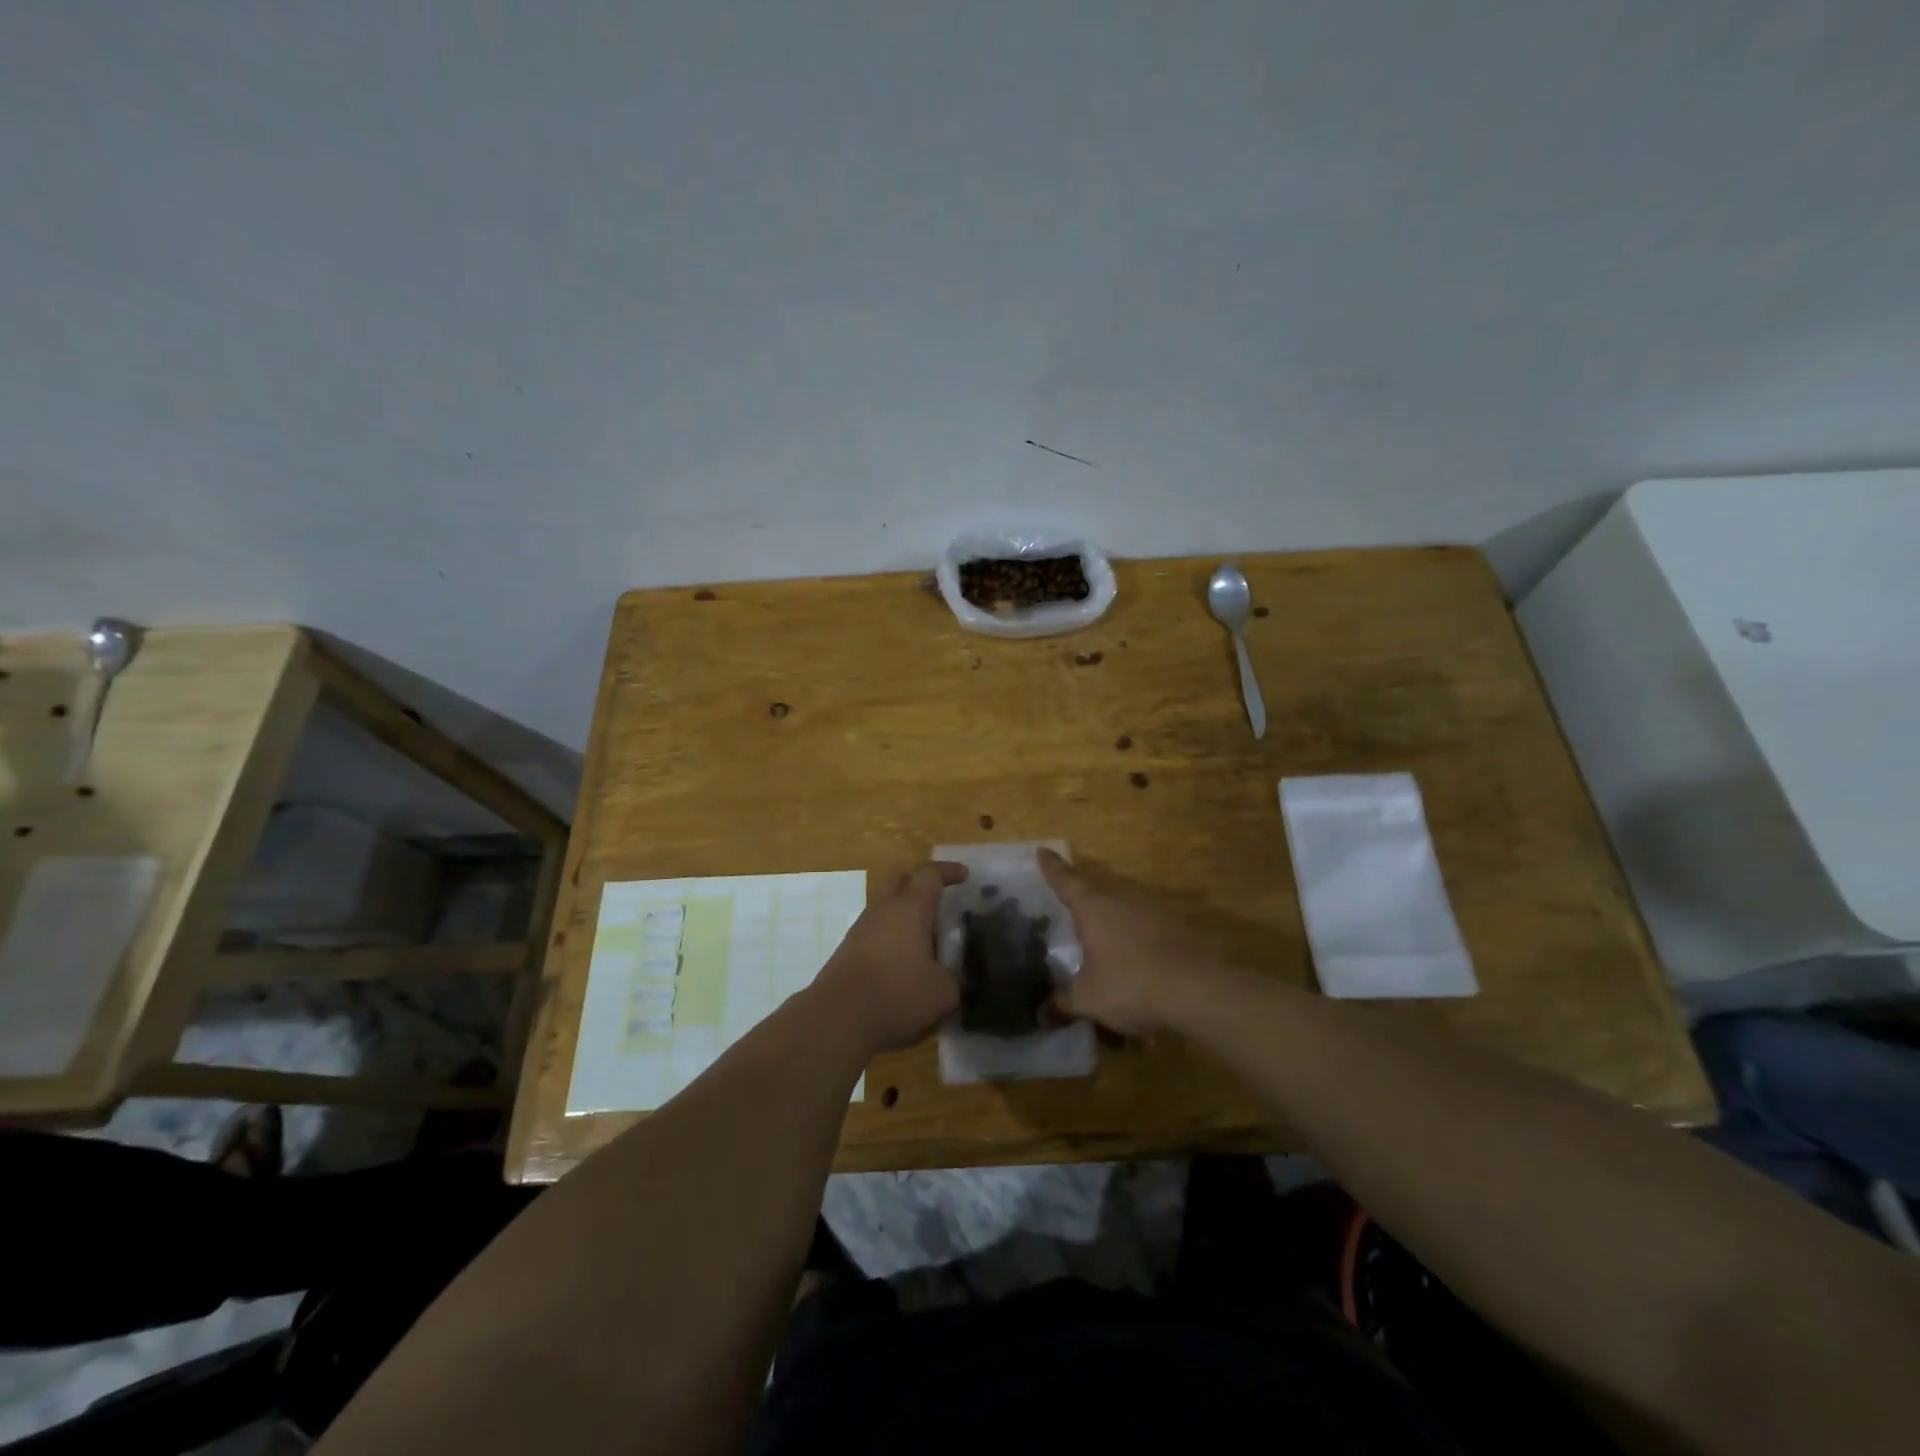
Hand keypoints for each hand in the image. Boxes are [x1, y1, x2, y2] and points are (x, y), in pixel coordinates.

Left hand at [812, 862, 965, 1053]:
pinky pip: (874, 931)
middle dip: (920, 885)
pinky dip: (891, 937)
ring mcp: (860, 929)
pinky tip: (902, 962)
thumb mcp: (943, 993)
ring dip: (904, 915)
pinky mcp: (847, 951)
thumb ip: (956, 979)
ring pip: (885, 907)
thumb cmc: (897, 995)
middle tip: (940, 901)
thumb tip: (956, 977)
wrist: (837, 1019)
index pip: (929, 875)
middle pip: (900, 881)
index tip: (964, 875)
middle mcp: (883, 910)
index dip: (948, 871)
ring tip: (925, 939)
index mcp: (910, 908)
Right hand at [1041, 849, 1214, 1034]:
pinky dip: (1140, 942)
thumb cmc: (1131, 985)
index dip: (1052, 867)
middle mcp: (1123, 898)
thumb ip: (1063, 1004)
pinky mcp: (1179, 927)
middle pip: (1098, 890)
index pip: (1066, 880)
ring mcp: (1155, 909)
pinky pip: (1149, 928)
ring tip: (1105, 944)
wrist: (1199, 990)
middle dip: (1084, 896)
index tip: (1043, 850)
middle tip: (1071, 902)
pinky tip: (1140, 966)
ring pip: (1126, 908)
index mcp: (1094, 907)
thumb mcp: (1089, 1000)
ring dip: (1115, 922)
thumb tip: (1040, 1015)